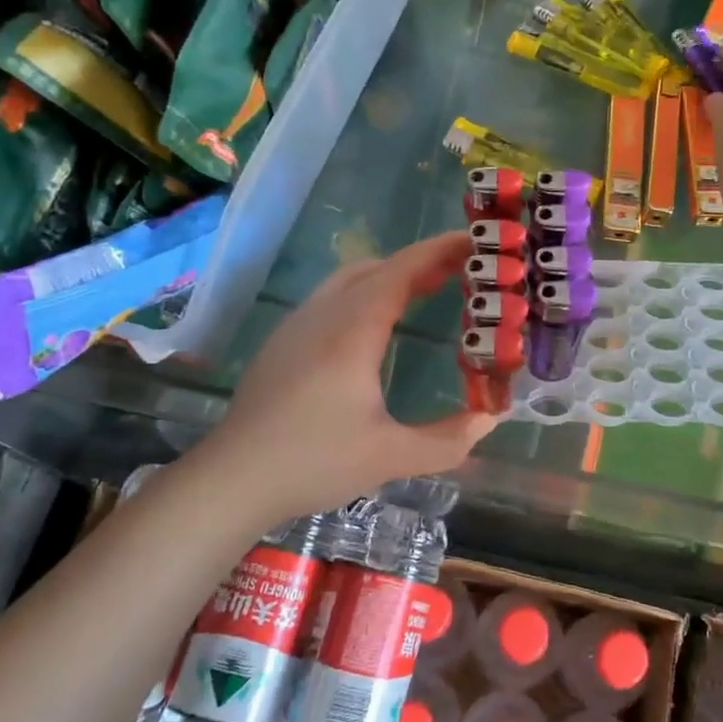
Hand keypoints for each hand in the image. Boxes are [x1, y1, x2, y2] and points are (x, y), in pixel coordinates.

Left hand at [192, 232, 498, 522]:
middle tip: (462, 271)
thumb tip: (490, 420)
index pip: (401, 270)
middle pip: (378, 267)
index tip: (474, 241)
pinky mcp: (283, 341)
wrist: (231, 480)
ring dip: (391, 275)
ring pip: (350, 278)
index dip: (439, 251)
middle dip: (421, 262)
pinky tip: (376, 324)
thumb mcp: (390, 457)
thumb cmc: (314, 462)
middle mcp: (324, 315)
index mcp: (353, 330)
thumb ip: (448, 439)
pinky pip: (332, 297)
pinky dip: (366, 292)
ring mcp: (297, 325)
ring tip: (426, 290)